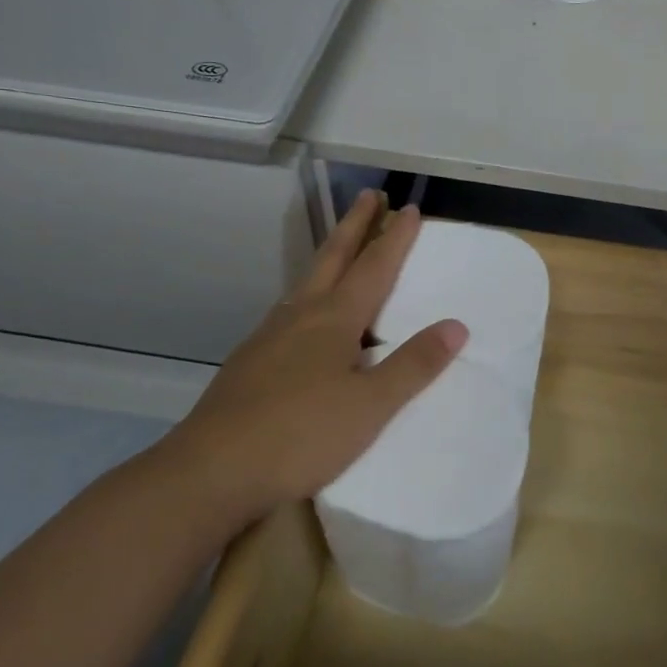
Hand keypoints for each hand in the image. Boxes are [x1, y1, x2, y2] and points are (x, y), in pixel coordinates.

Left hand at [159, 191, 465, 518]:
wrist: (210, 471)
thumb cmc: (300, 435)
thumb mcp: (370, 406)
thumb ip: (413, 365)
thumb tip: (456, 325)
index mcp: (334, 319)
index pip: (374, 267)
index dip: (394, 237)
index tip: (409, 208)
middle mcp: (300, 315)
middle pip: (332, 258)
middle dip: (355, 225)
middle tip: (369, 195)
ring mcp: (269, 336)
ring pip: (306, 282)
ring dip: (329, 256)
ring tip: (340, 249)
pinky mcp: (249, 361)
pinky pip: (289, 311)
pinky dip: (308, 294)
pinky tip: (304, 318)